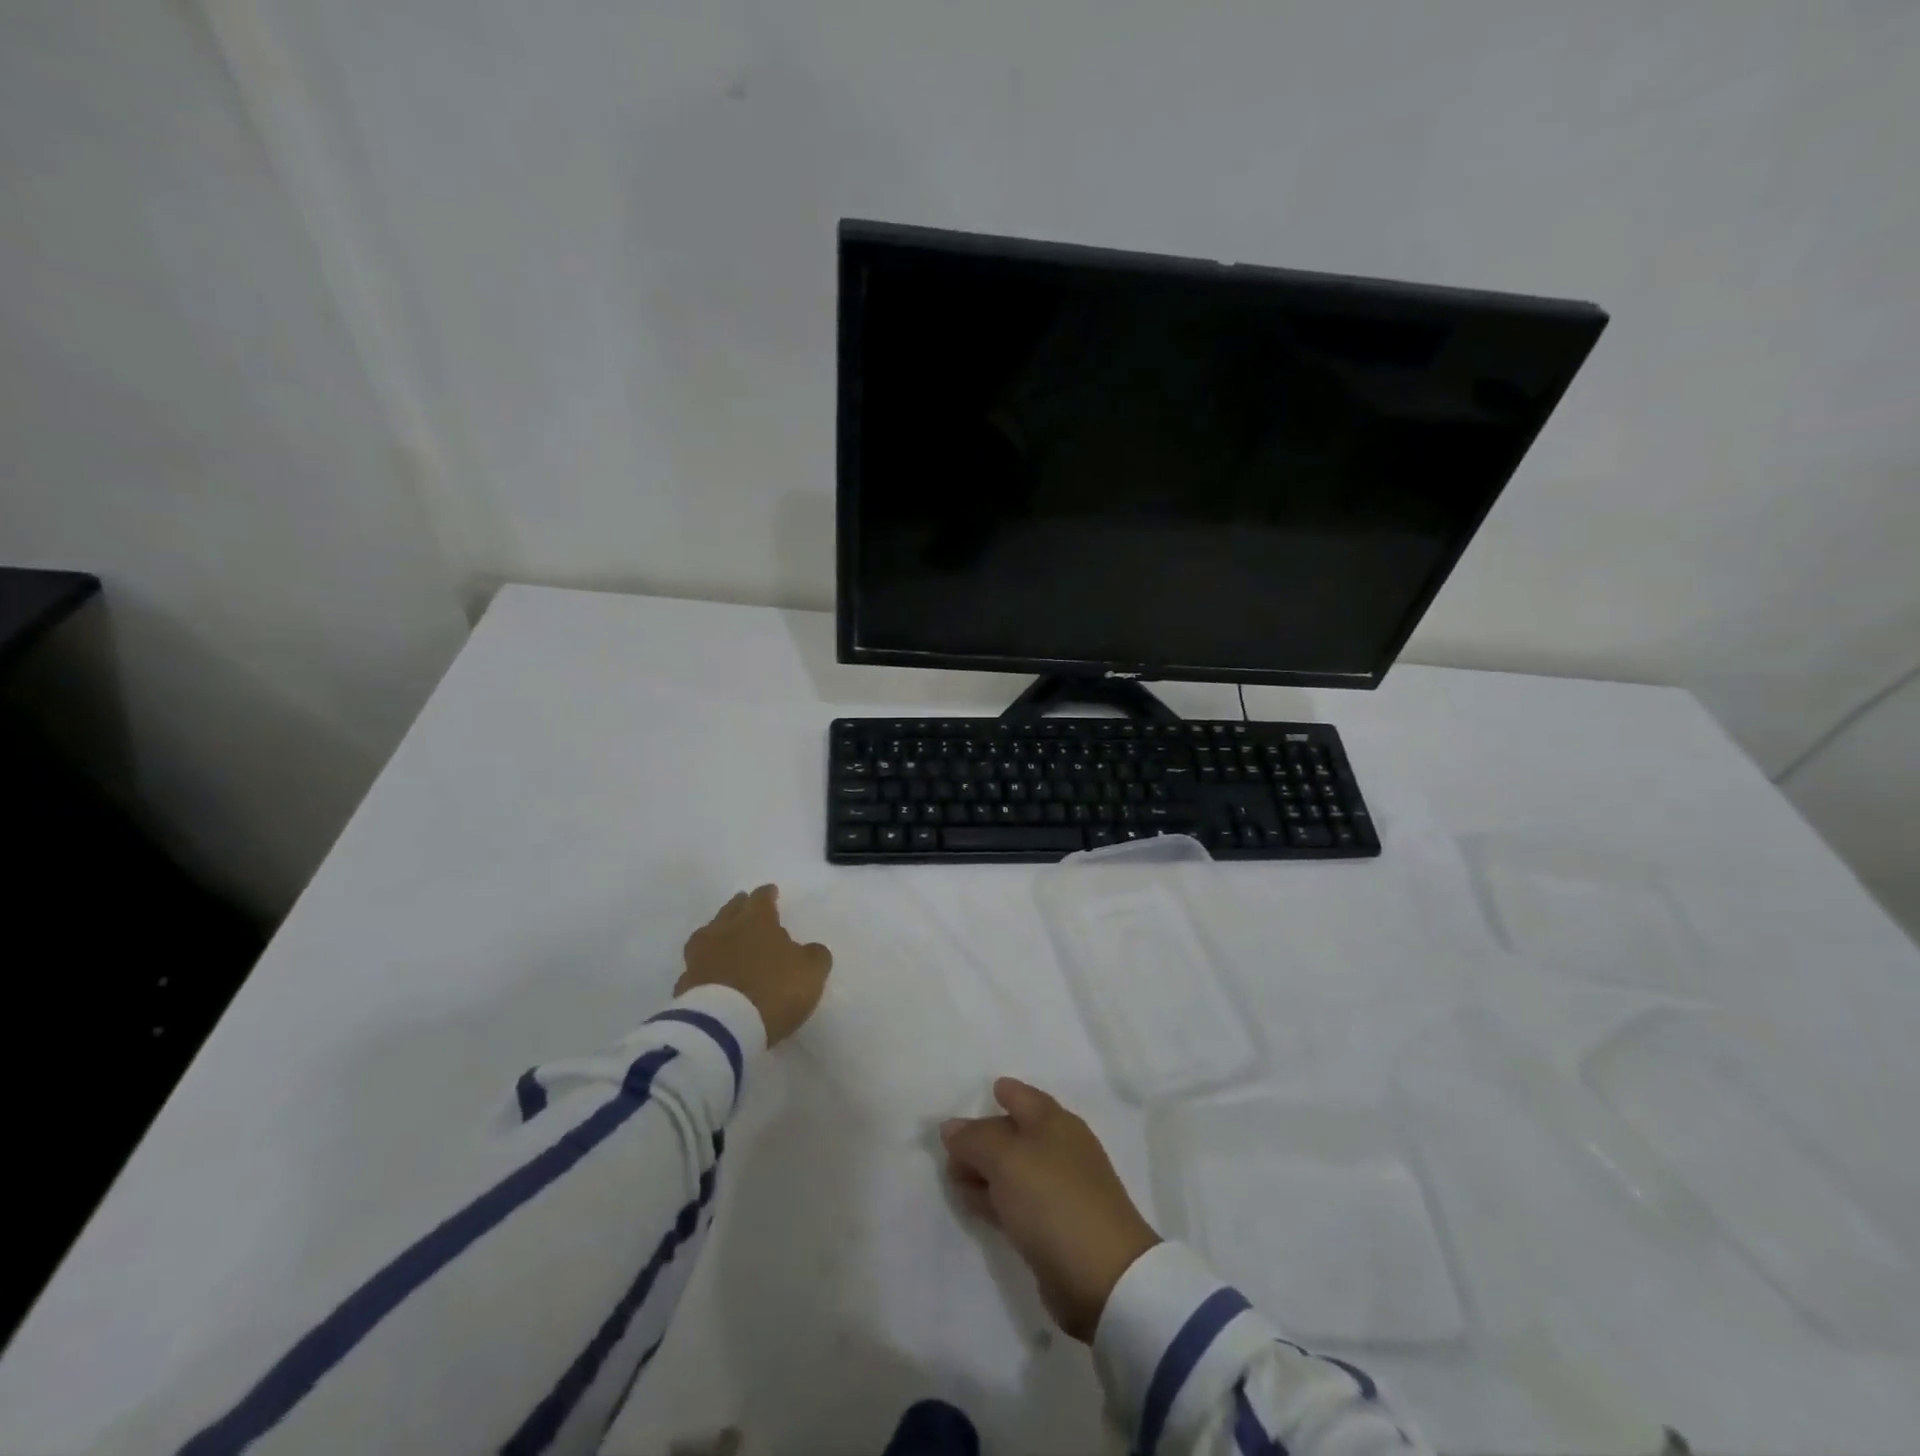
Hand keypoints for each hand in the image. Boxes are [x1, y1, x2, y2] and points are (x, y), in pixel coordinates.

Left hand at [677, 884, 831, 1046]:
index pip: (761, 898)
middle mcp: (725, 931)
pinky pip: (695, 966)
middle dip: (740, 906)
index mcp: (757, 921)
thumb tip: (810, 949)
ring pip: (707, 934)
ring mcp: (700, 956)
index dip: (767, 894)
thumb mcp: (811, 972)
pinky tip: (709, 972)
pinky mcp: (684, 984)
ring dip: (717, 932)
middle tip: (745, 905)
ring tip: (723, 936)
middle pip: (731, 910)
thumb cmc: (774, 990)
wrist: (723, 1027)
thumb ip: (814, 955)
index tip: (771, 892)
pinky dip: (704, 965)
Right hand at [941, 1078, 1160, 1341]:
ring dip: (985, 1170)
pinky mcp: (1055, 1227)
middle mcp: (1060, 1149)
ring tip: (952, 1176)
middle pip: (1016, 1133)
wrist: (1103, 1276)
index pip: (1024, 1097)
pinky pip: (1017, 1201)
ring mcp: (1060, 1190)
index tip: (988, 1089)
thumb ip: (975, 1139)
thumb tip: (951, 1126)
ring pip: (1014, 1169)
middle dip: (984, 1136)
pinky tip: (973, 1203)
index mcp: (1055, 1123)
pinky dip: (994, 1198)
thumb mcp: (1006, 1160)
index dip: (1006, 1091)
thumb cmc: (1053, 1199)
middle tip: (950, 1148)